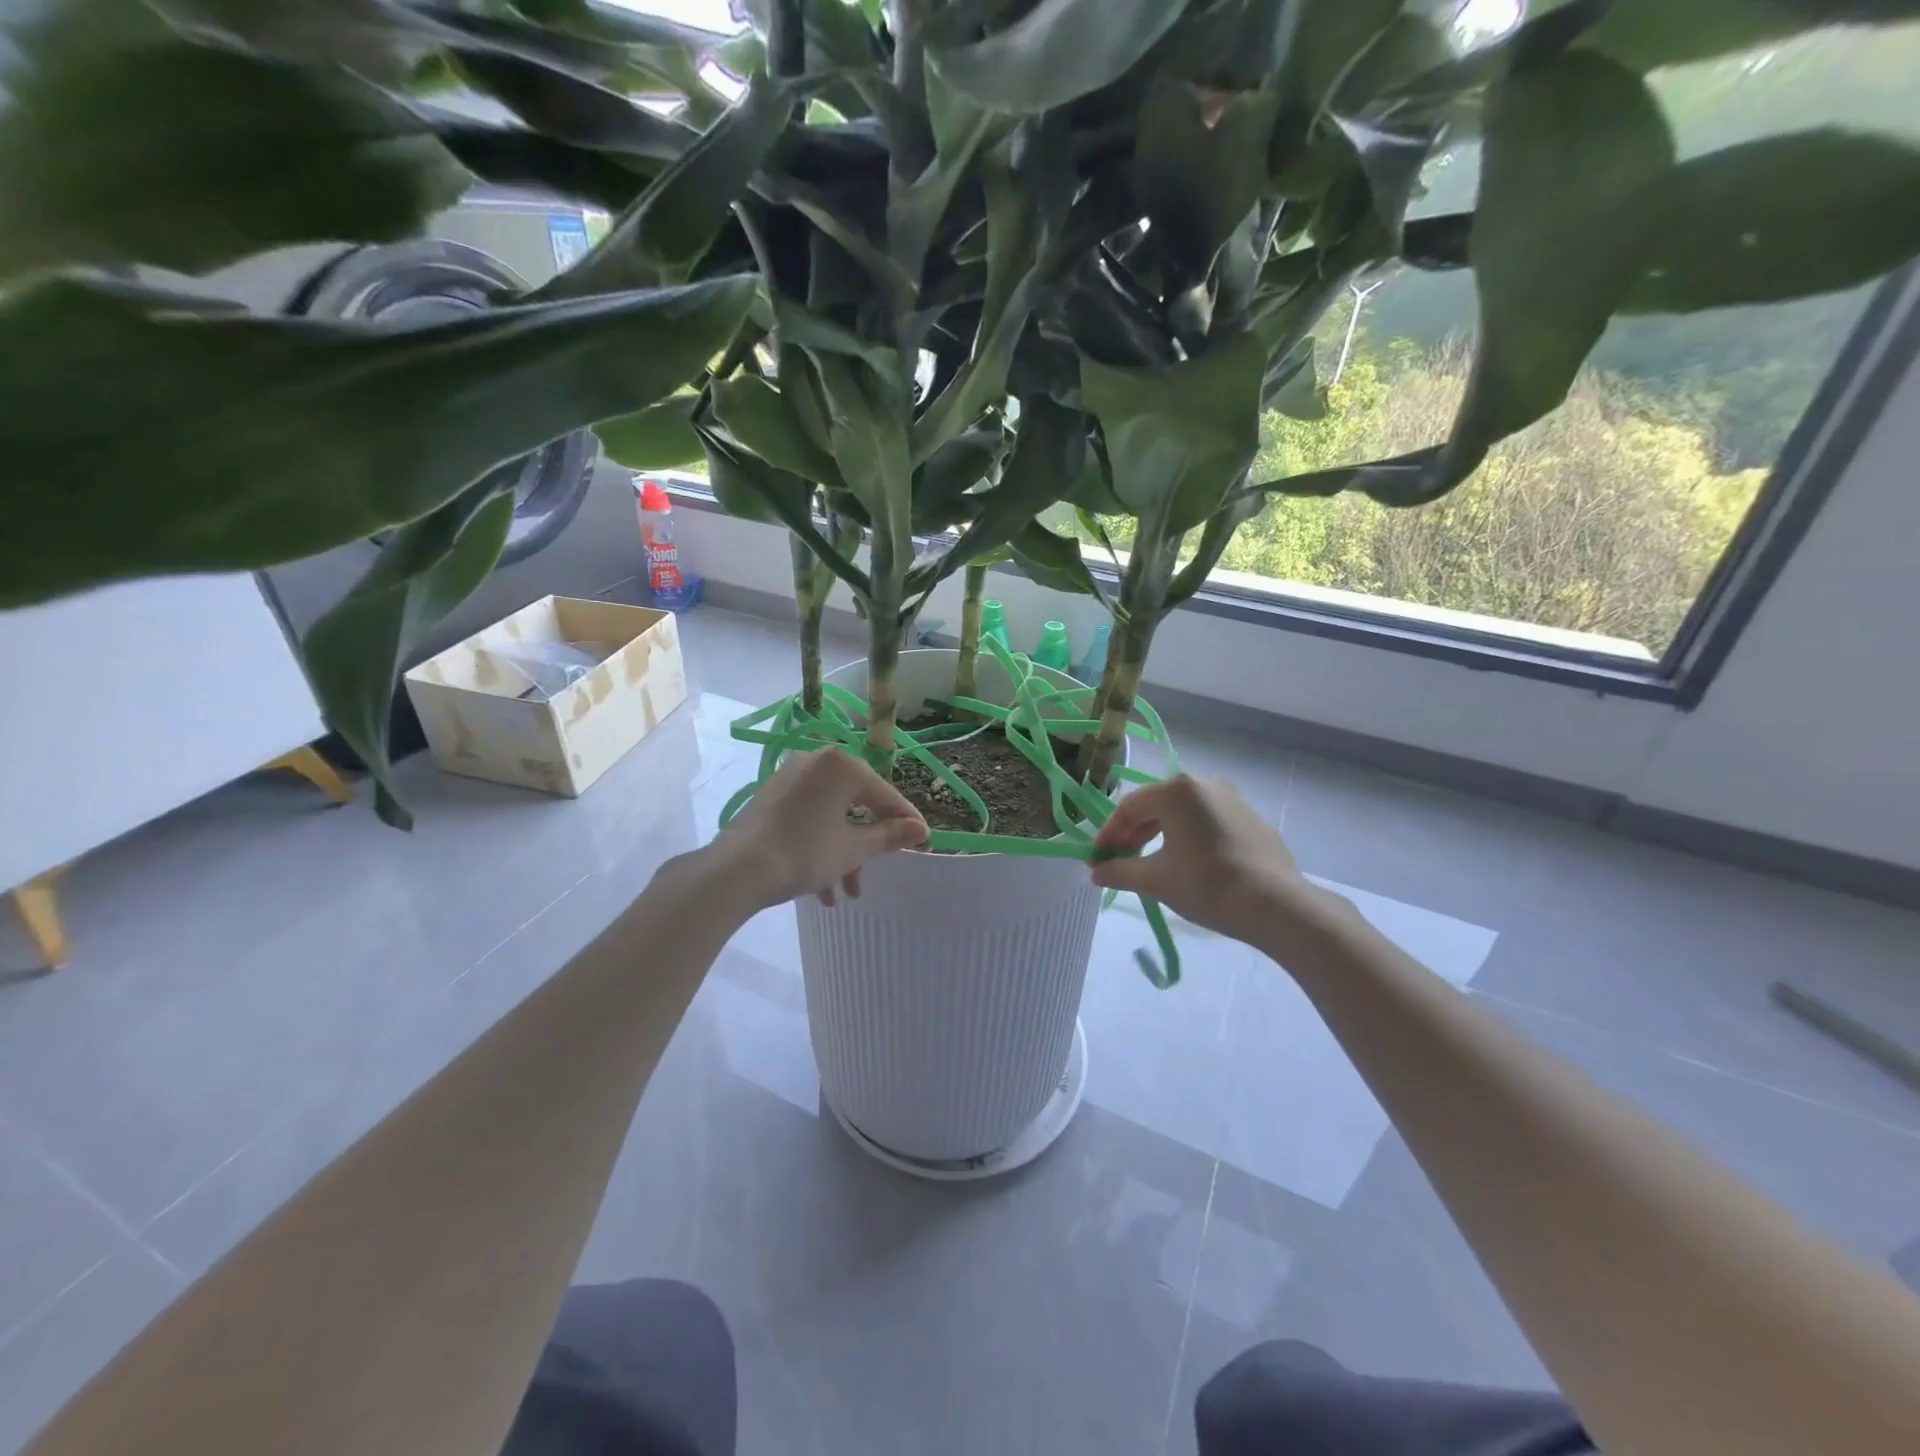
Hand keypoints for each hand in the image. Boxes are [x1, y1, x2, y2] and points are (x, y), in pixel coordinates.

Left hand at [714, 748, 927, 909]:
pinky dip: (820, 843)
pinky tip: (821, 886)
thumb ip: (889, 836)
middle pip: (856, 803)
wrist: (735, 871)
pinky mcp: (771, 796)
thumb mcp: (852, 849)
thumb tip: (922, 830)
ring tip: (845, 893)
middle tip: (879, 869)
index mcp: (841, 766)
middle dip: (867, 843)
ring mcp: (790, 777)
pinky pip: (808, 816)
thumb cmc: (804, 854)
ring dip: (843, 852)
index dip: (903, 820)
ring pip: (831, 814)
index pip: (883, 794)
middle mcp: (816, 762)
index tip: (921, 840)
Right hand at [1090, 775, 1323, 948]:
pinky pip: (1207, 821)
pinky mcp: (1251, 818)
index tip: (1097, 860)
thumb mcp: (1156, 879)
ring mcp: (1232, 799)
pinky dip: (1188, 836)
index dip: (1109, 834)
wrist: (1276, 905)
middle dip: (1134, 833)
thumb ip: (1120, 871)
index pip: (1130, 807)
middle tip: (1121, 860)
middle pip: (1156, 805)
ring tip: (1151, 862)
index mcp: (1177, 791)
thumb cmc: (1207, 885)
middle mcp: (1205, 784)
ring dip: (1160, 834)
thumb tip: (1097, 872)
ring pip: (1183, 812)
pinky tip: (1187, 863)